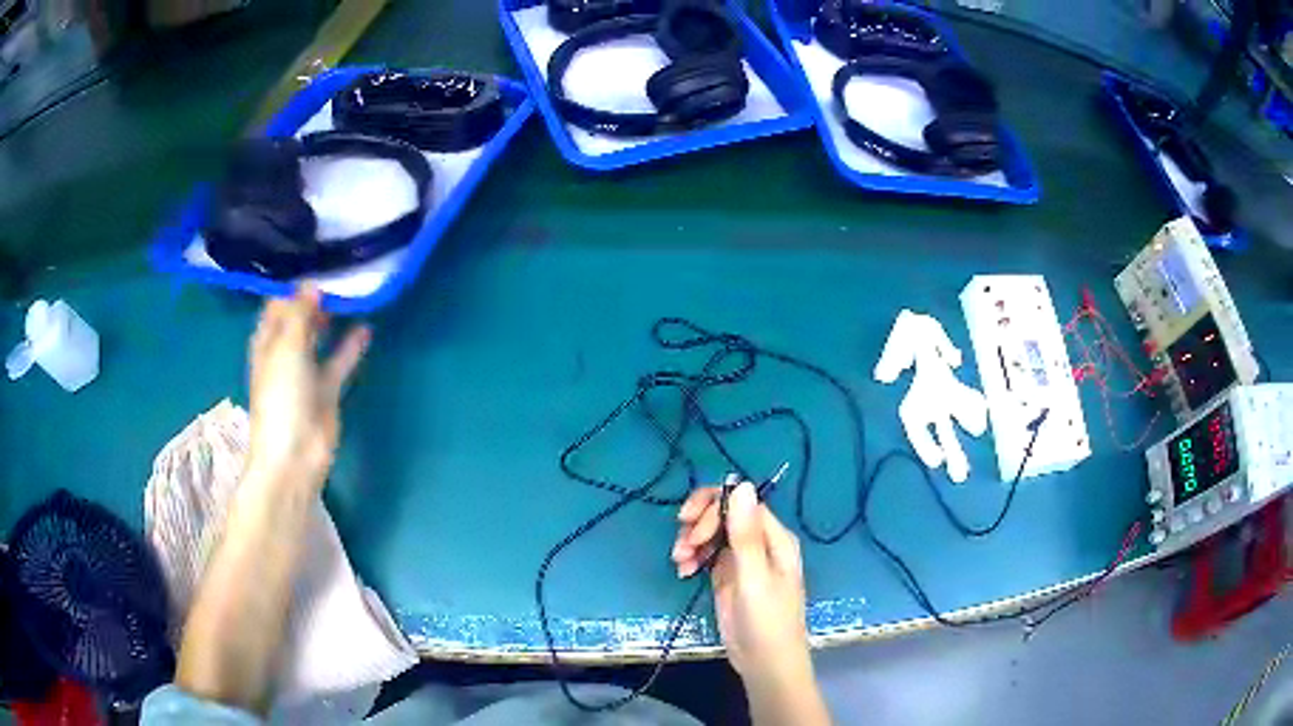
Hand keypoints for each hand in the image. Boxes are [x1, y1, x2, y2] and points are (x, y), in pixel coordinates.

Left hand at [247, 285, 369, 486]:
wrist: (294, 454)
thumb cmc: (281, 396)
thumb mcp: (287, 347)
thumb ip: (300, 313)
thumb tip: (313, 284)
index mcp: (267, 341)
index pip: (278, 304)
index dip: (295, 285)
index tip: (319, 262)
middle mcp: (284, 352)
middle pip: (299, 318)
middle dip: (315, 298)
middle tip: (341, 273)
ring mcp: (306, 371)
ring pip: (319, 338)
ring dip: (332, 318)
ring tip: (353, 293)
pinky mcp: (327, 390)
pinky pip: (339, 361)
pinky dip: (350, 346)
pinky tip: (366, 328)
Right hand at [671, 479, 811, 686]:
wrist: (764, 664)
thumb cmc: (766, 621)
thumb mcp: (754, 577)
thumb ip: (745, 534)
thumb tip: (741, 484)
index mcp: (775, 538)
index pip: (742, 503)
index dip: (713, 508)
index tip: (691, 527)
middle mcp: (760, 543)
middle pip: (725, 514)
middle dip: (700, 524)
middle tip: (682, 545)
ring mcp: (743, 560)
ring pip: (713, 533)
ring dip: (692, 541)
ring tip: (679, 562)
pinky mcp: (728, 576)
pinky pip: (707, 554)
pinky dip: (693, 557)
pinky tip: (683, 572)